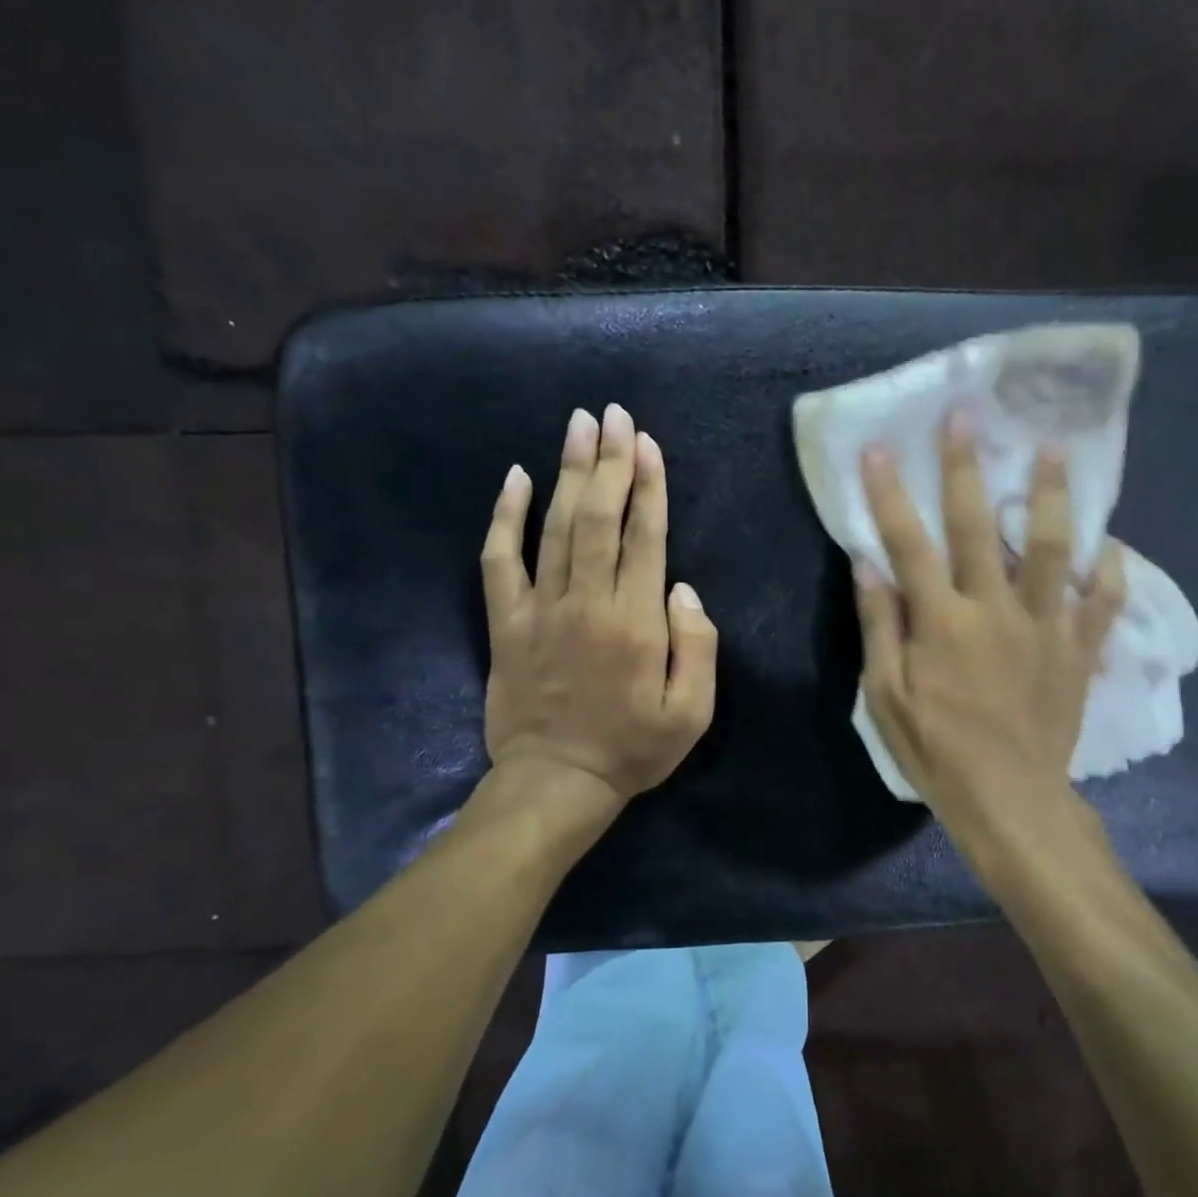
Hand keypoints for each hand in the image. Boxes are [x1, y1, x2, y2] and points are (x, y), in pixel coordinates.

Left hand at [480, 404, 717, 803]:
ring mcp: (540, 609)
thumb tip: (682, 588)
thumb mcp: (692, 712)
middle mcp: (588, 603)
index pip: (644, 537)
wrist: (556, 781)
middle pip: (598, 518)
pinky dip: (504, 517)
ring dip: (567, 472)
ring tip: (578, 425)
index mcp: (636, 622)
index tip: (646, 442)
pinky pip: (500, 560)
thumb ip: (697, 646)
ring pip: (554, 526)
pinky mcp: (505, 622)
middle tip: (612, 414)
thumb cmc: (633, 749)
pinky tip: (514, 478)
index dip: (647, 486)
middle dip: (608, 461)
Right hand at [854, 411, 1125, 816]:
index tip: (881, 450)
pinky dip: (1111, 571)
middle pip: (980, 526)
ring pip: (1053, 548)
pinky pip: (1104, 602)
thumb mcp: (886, 698)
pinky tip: (1111, 545)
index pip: (910, 545)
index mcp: (942, 623)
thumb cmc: (937, 752)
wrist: (1011, 800)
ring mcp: (1046, 627)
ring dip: (1051, 496)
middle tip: (965, 416)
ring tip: (1054, 449)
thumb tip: (869, 566)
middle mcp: (995, 610)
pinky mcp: (1079, 650)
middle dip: (967, 467)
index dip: (892, 495)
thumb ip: (879, 628)